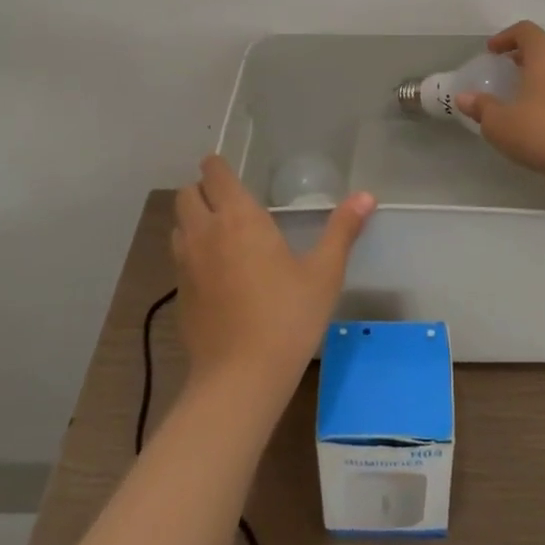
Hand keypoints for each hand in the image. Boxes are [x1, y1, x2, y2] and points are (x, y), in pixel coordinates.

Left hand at [172, 155, 375, 399]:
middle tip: (229, 202)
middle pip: (186, 194)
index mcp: (239, 218)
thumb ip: (342, 230)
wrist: (240, 378)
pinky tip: (216, 275)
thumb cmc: (288, 317)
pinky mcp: (179, 295)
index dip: (217, 166)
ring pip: (178, 225)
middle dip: (202, 190)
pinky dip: (192, 254)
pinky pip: (179, 258)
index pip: (214, 173)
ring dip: (193, 221)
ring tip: (221, 235)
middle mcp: (205, 233)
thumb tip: (366, 196)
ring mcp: (186, 265)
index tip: (230, 170)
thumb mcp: (324, 273)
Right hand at [455, 21, 544, 178]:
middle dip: (524, 58)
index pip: (526, 31)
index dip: (506, 37)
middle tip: (507, 72)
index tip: (492, 51)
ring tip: (525, 97)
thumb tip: (463, 98)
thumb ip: (481, 107)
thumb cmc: (539, 132)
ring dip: (542, 78)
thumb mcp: (499, 123)